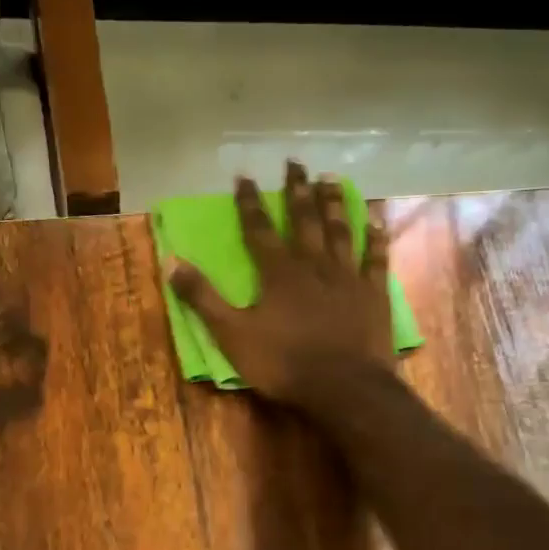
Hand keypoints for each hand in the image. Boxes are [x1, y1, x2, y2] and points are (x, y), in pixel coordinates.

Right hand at [166, 163, 392, 405]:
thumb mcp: (232, 335)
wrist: (344, 387)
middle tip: (295, 162)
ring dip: (334, 203)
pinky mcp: (374, 294)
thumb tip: (171, 261)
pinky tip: (376, 218)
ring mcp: (348, 277)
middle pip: (304, 219)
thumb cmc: (284, 363)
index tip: (244, 176)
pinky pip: (376, 257)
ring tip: (329, 178)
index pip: (259, 229)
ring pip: (340, 230)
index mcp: (278, 273)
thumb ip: (203, 298)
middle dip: (296, 190)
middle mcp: (313, 264)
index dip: (250, 202)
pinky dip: (376, 236)